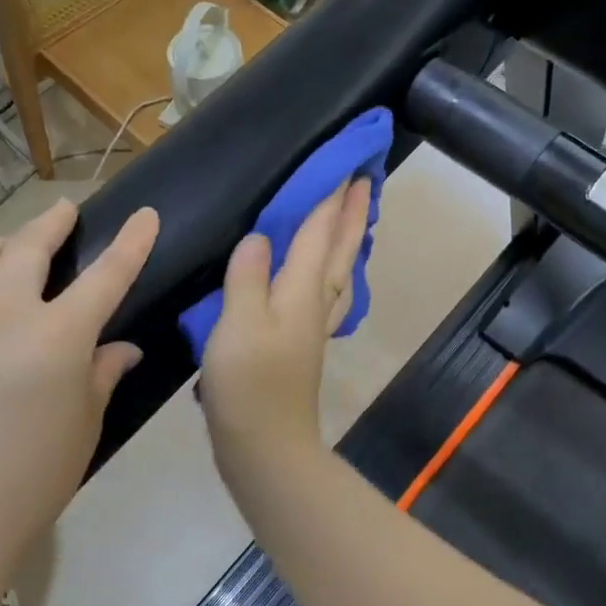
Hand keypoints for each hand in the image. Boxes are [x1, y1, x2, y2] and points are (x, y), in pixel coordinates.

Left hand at [0, 199, 159, 586]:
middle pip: (29, 249)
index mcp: (60, 336)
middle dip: (52, 223)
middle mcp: (6, 316)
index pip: (106, 276)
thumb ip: (103, 375)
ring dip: (0, 242)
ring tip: (12, 243)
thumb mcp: (85, 423)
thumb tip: (122, 349)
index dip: (131, 243)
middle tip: (64, 211)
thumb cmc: (35, 476)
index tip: (145, 214)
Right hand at [200, 180, 371, 490]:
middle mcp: (316, 300)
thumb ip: (249, 275)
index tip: (347, 161)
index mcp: (302, 288)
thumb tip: (262, 236)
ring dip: (351, 238)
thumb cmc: (247, 383)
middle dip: (353, 210)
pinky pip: (329, 292)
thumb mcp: (238, 322)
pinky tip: (329, 276)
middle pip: (341, 247)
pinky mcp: (305, 343)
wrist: (265, 444)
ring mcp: (314, 324)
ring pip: (341, 269)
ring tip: (357, 217)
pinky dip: (336, 272)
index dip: (332, 194)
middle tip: (367, 177)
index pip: (321, 229)